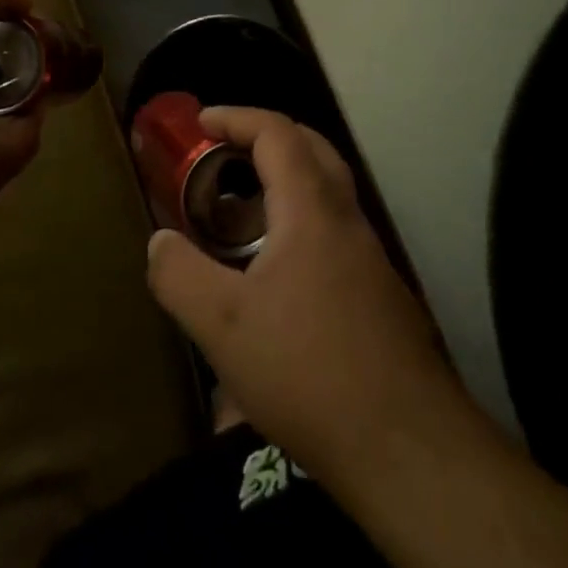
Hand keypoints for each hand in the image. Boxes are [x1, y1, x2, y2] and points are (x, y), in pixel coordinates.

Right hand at [146, 108, 470, 485]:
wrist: (408, 450)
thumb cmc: (309, 371)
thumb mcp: (223, 326)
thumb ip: (179, 275)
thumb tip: (160, 241)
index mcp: (311, 209)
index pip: (277, 132)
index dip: (236, 117)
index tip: (200, 122)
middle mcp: (347, 219)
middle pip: (311, 149)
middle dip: (265, 138)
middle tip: (223, 153)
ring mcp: (369, 257)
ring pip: (326, 193)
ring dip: (283, 184)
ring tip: (238, 217)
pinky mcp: (379, 295)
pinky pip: (333, 233)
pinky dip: (298, 225)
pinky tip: (273, 277)